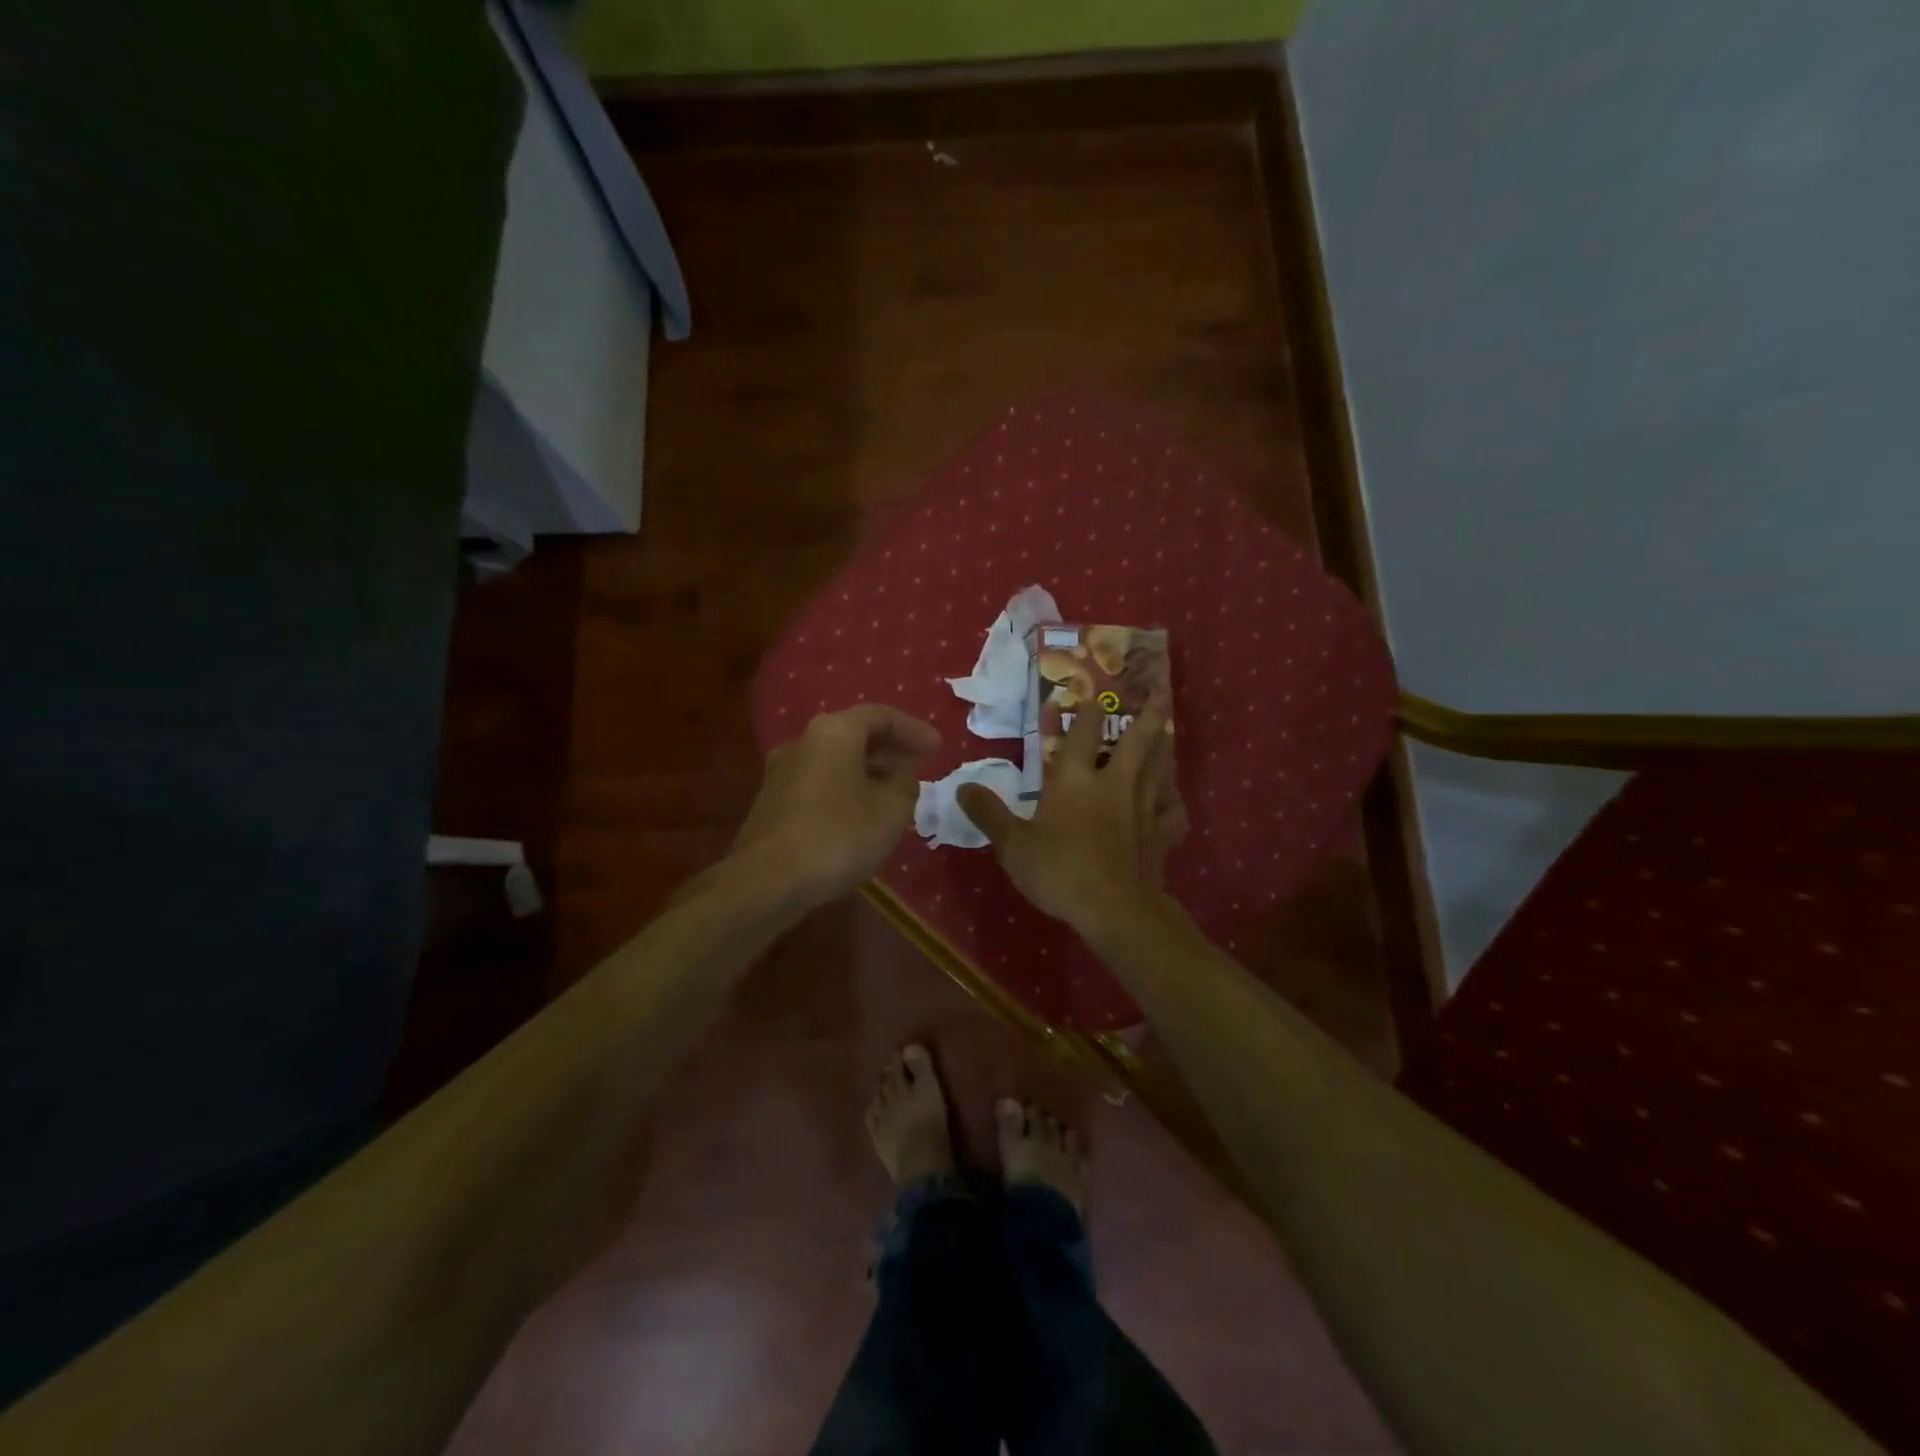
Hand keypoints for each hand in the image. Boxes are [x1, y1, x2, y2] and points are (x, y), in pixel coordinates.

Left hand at [731, 704, 940, 907]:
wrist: (767, 880)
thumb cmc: (838, 836)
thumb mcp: (891, 812)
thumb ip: (905, 786)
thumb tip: (901, 778)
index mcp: (835, 732)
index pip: (881, 716)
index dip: (913, 730)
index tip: (938, 747)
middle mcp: (805, 740)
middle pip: (856, 734)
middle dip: (891, 749)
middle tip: (920, 765)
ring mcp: (783, 770)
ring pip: (837, 759)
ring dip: (869, 770)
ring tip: (896, 791)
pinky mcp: (773, 800)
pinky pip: (821, 781)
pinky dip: (847, 786)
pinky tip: (863, 811)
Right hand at [957, 692, 1186, 935]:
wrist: (1112, 909)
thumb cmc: (1058, 871)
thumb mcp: (1012, 845)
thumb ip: (989, 814)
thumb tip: (961, 787)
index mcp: (1077, 779)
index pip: (1083, 731)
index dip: (1083, 708)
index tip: (1086, 691)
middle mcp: (1115, 782)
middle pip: (1137, 738)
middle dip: (1148, 711)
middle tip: (1160, 689)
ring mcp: (1145, 806)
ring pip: (1161, 765)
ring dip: (1165, 744)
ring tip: (1168, 729)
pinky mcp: (1164, 833)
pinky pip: (1176, 809)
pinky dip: (1175, 799)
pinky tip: (1172, 797)